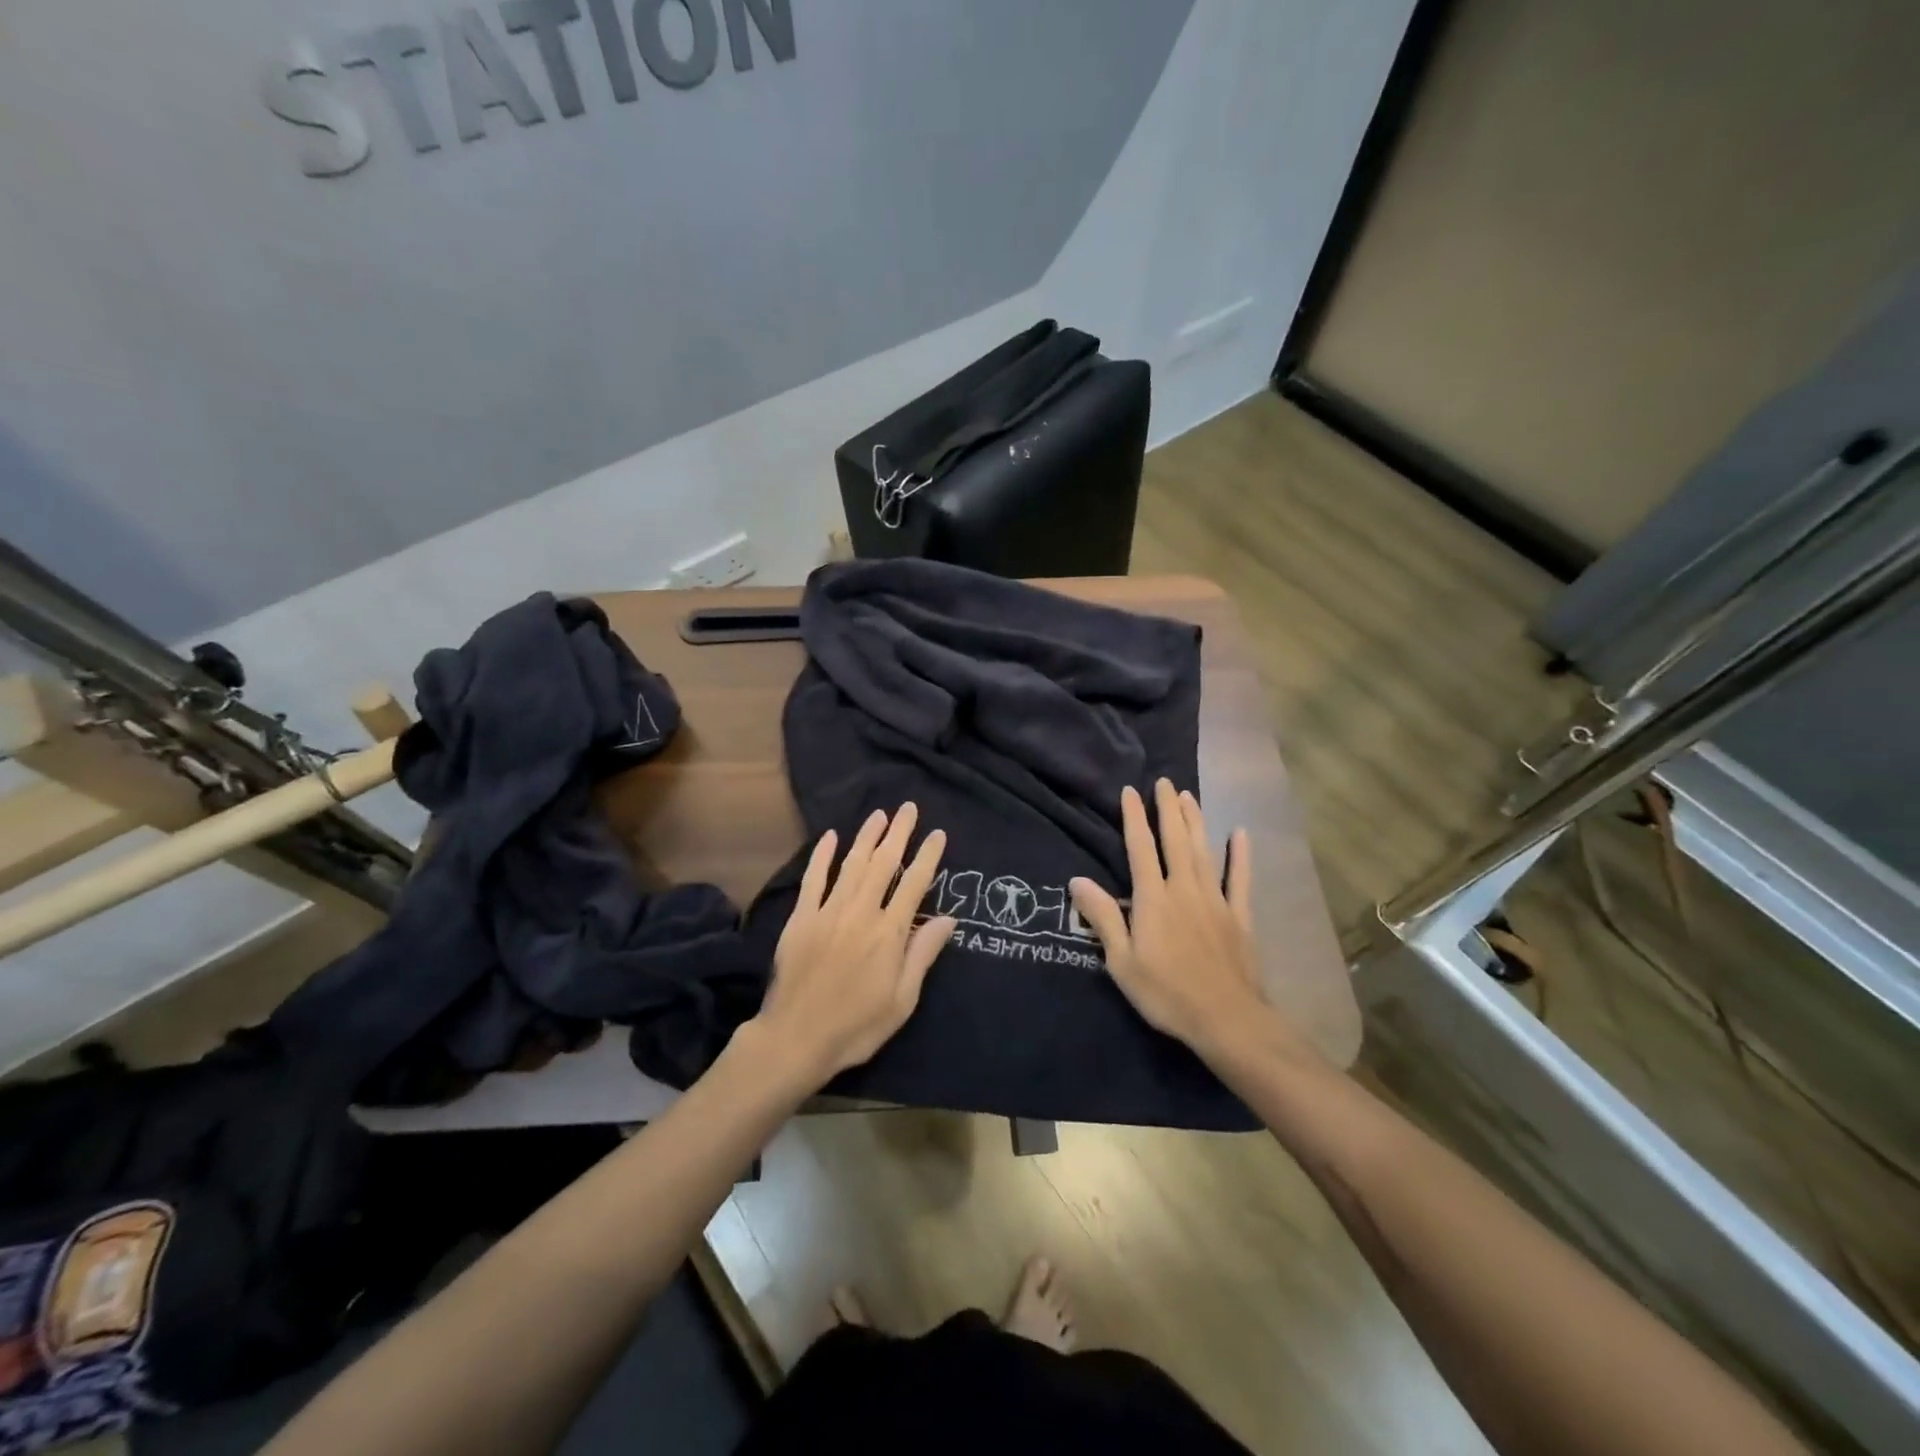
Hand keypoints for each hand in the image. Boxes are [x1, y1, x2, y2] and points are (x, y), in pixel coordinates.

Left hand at [752, 803, 956, 1086]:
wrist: (796, 1039)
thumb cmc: (857, 1026)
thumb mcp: (902, 1000)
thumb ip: (923, 954)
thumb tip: (949, 918)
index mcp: (889, 933)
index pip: (914, 884)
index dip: (927, 856)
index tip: (938, 834)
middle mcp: (860, 913)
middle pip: (884, 864)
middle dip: (898, 834)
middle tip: (908, 808)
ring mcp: (828, 912)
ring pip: (852, 865)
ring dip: (866, 837)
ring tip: (879, 814)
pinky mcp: (801, 919)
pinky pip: (814, 880)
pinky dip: (822, 856)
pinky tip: (830, 837)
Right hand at [1070, 780, 1275, 1059]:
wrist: (1226, 1018)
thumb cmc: (1166, 993)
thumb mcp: (1122, 961)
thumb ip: (1103, 917)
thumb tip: (1077, 880)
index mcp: (1153, 899)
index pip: (1140, 848)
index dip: (1134, 818)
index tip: (1130, 791)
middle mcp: (1184, 889)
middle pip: (1175, 840)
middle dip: (1168, 809)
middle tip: (1165, 781)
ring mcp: (1215, 900)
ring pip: (1203, 851)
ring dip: (1196, 822)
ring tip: (1189, 796)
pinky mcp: (1239, 916)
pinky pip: (1239, 879)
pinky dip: (1240, 856)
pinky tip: (1241, 834)